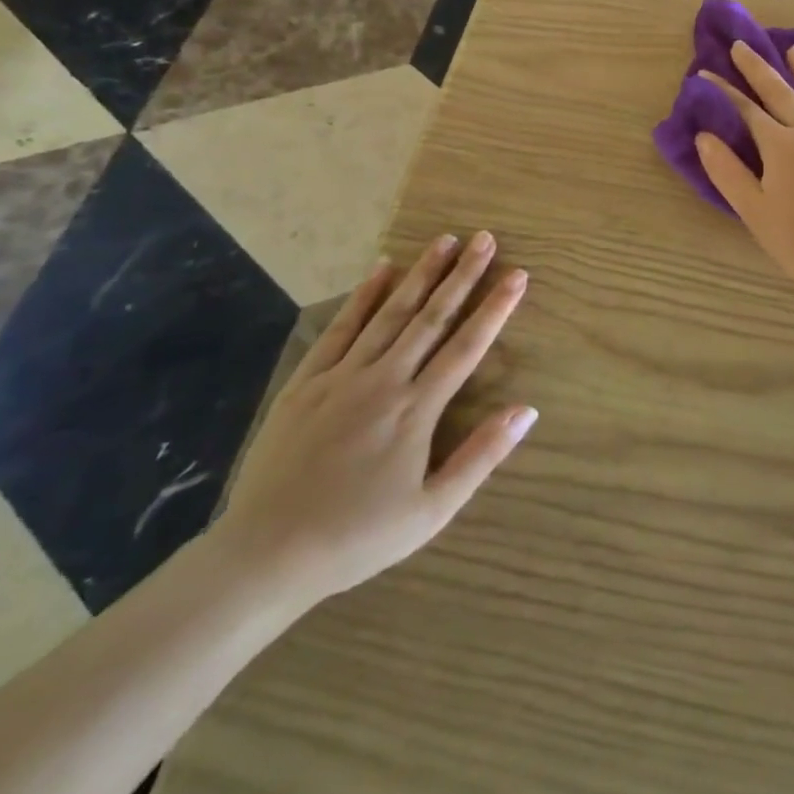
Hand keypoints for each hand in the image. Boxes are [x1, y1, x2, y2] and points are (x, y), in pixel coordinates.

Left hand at [213, 232, 536, 606]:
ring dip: (421, 274)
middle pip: (432, 317)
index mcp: (417, 409)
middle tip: (484, 239)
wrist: (266, 555)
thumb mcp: (432, 511)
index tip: (518, 274)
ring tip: (445, 240)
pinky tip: (380, 269)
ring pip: (390, 313)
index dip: (496, 308)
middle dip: (463, 275)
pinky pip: (340, 328)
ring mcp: (342, 376)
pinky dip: (363, 296)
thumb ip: (481, 456)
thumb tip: (528, 410)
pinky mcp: (307, 382)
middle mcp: (384, 380)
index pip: (467, 346)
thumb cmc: (358, 537)